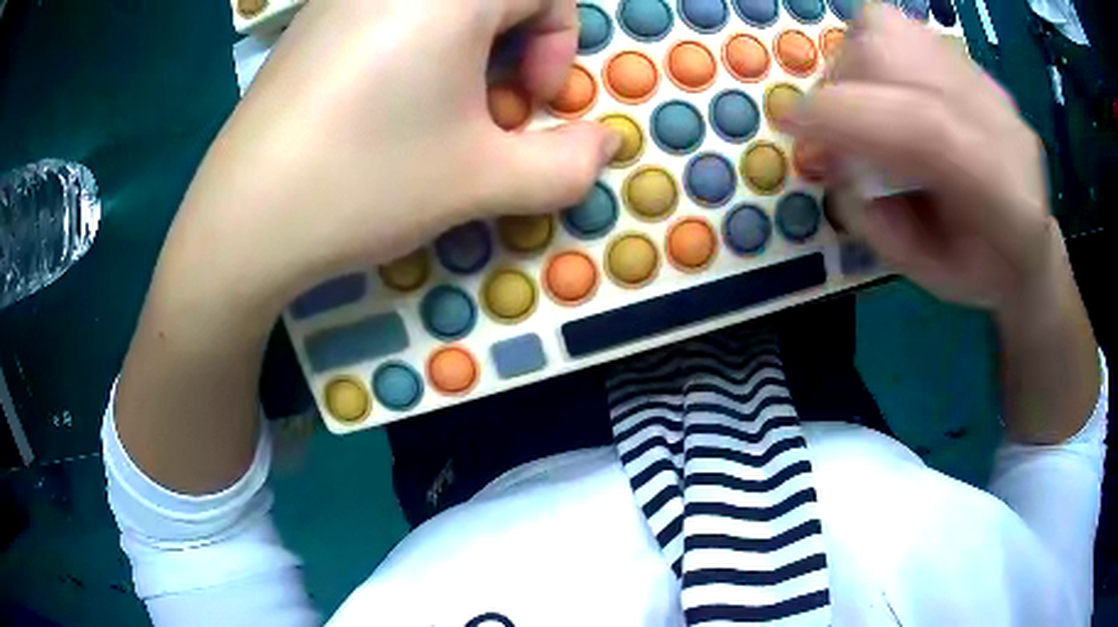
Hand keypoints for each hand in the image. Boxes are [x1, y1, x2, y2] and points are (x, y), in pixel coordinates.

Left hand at [169, 0, 615, 306]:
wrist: (241, 221)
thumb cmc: (364, 184)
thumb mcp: (485, 180)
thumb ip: (568, 164)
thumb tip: (604, 144)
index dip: (559, 43)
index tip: (528, 103)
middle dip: (516, 46)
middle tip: (488, 112)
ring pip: (443, 6)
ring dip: (465, 51)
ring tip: (436, 115)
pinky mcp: (312, 23)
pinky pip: (391, 15)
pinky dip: (415, 48)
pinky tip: (384, 106)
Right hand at [786, 5, 1054, 312]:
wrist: (1030, 245)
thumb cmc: (981, 272)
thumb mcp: (927, 275)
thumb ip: (877, 219)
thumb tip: (829, 155)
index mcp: (1005, 198)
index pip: (926, 129)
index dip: (848, 116)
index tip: (790, 124)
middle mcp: (999, 120)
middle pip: (897, 54)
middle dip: (842, 86)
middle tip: (835, 131)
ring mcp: (985, 80)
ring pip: (890, 26)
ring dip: (852, 62)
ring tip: (861, 107)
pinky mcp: (970, 60)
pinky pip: (901, 28)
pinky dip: (872, 50)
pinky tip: (884, 92)